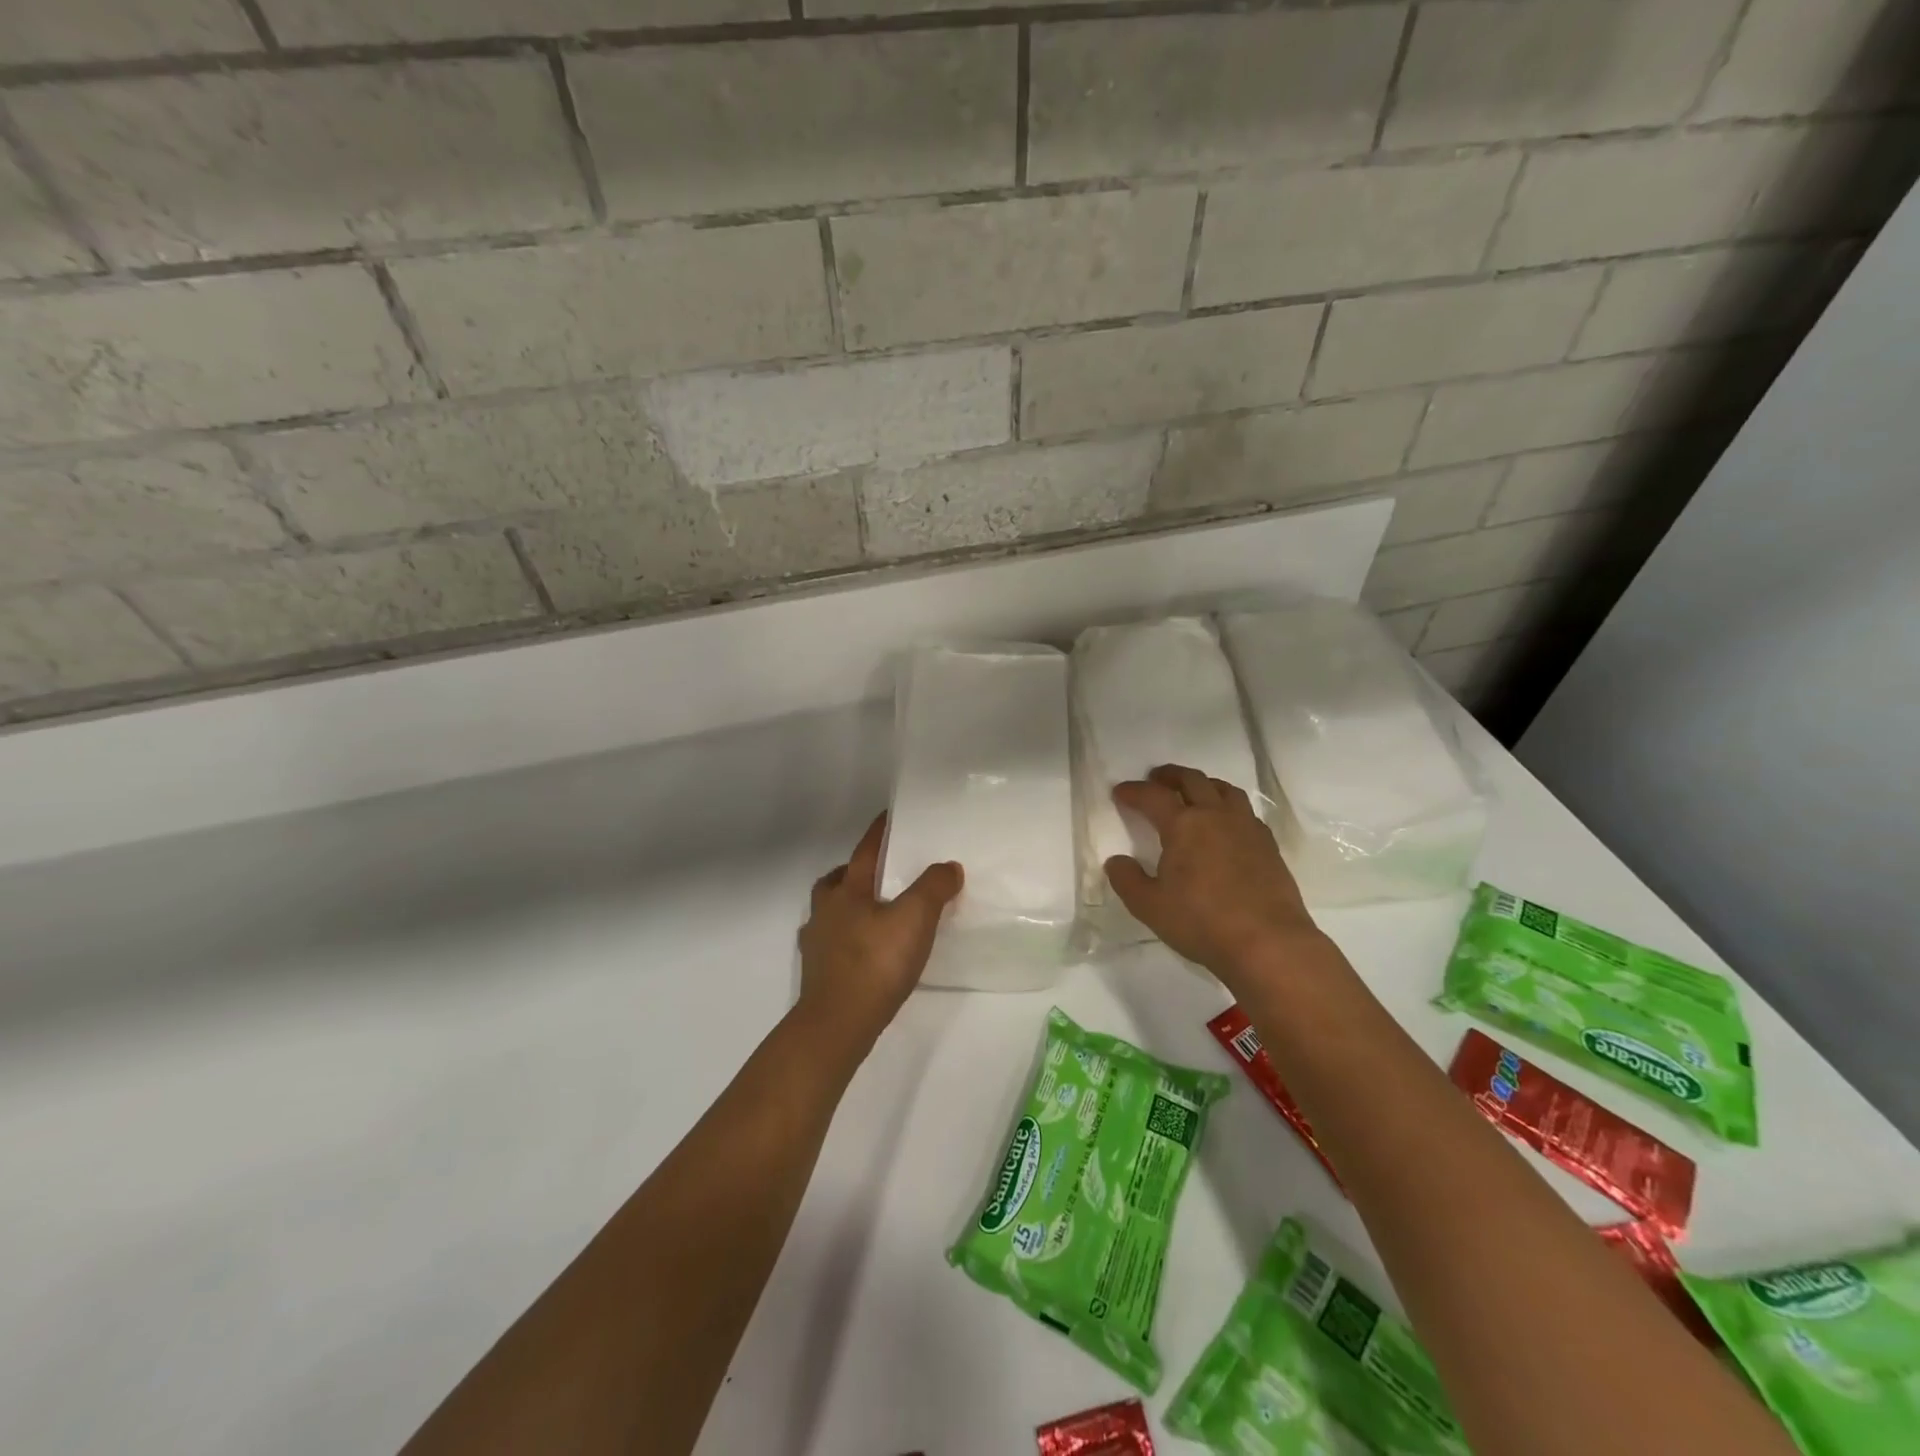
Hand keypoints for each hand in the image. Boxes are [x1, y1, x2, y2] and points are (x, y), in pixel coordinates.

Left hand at [796, 815, 962, 1053]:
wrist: (837, 1025)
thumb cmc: (875, 963)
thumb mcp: (915, 918)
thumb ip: (934, 888)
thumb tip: (949, 867)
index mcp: (847, 891)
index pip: (865, 852)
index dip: (879, 833)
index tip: (889, 817)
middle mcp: (825, 911)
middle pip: (837, 880)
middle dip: (855, 872)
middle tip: (879, 874)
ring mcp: (817, 944)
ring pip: (830, 912)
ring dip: (849, 906)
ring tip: (877, 915)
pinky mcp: (818, 974)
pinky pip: (832, 944)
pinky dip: (847, 939)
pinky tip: (866, 952)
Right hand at [1104, 764, 1323, 987]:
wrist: (1268, 942)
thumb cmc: (1202, 922)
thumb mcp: (1150, 907)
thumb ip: (1128, 880)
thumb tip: (1117, 861)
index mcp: (1183, 825)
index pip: (1153, 796)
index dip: (1133, 791)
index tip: (1120, 792)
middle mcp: (1216, 816)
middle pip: (1192, 780)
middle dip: (1170, 775)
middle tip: (1156, 778)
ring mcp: (1246, 827)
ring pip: (1224, 790)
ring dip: (1203, 784)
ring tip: (1193, 792)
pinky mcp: (1268, 845)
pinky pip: (1245, 812)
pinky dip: (1228, 807)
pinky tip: (1226, 824)